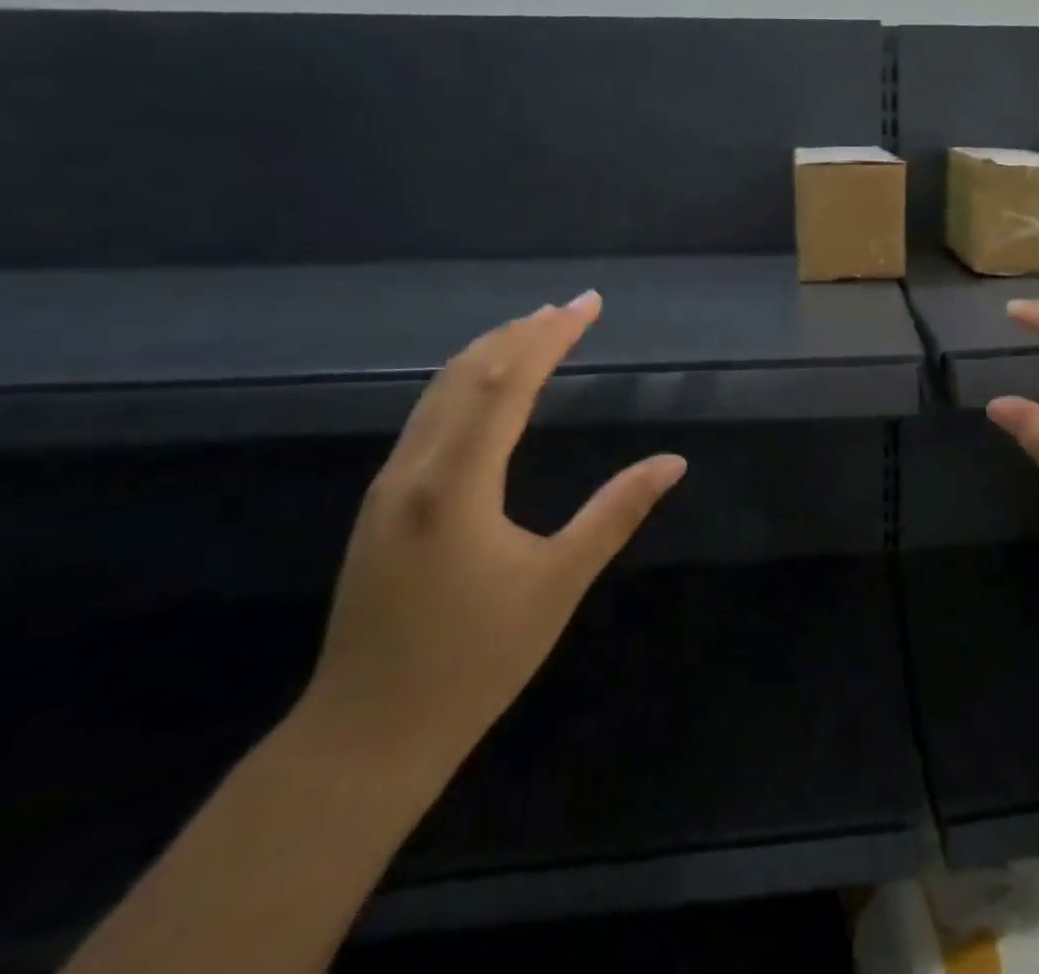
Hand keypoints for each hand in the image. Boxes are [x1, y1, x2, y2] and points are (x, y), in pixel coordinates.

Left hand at [299, 291, 685, 769]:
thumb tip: (674, 462)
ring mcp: (390, 487)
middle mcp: (414, 471)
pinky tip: (489, 389)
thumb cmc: (474, 660)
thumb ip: (617, 512)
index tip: (588, 304)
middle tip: (569, 306)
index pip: (508, 383)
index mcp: (456, 484)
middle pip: (467, 374)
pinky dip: (466, 384)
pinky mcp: (383, 506)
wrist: (364, 736)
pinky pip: (427, 418)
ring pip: (438, 393)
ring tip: (536, 329)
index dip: (551, 337)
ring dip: (490, 352)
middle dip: (521, 332)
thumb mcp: (559, 582)